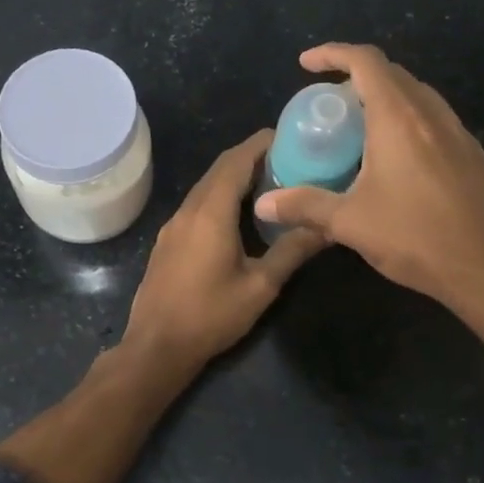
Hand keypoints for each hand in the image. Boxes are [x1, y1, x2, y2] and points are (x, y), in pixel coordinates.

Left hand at [125, 131, 323, 369]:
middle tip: (286, 159)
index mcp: (211, 212)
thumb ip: (292, 251)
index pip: (236, 161)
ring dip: (234, 178)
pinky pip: (197, 205)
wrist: (156, 346)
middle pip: (219, 170)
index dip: (260, 144)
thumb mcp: (260, 286)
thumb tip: (327, 227)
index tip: (287, 136)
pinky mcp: (168, 241)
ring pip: (206, 187)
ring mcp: (173, 225)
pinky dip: (219, 197)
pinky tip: (238, 215)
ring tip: (269, 183)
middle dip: (250, 157)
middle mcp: (188, 210)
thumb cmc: (211, 315)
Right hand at [252, 44, 483, 367]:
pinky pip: (432, 119)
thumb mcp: (350, 223)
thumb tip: (262, 204)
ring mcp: (457, 134)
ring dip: (384, 98)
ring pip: (416, 96)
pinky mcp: (471, 156)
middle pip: (392, 74)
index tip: (306, 64)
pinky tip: (392, 158)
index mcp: (399, 119)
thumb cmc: (417, 238)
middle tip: (328, 104)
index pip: (366, 62)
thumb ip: (304, 206)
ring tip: (357, 127)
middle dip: (355, 77)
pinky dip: (406, 120)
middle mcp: (431, 115)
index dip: (333, 53)